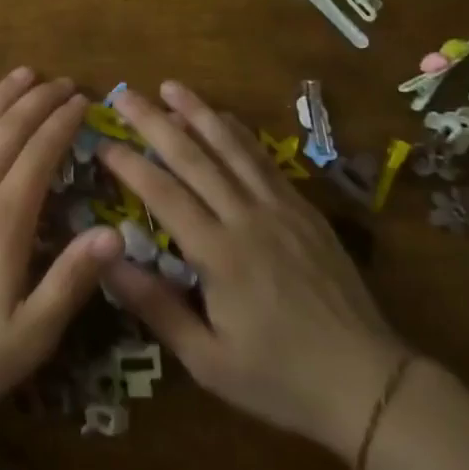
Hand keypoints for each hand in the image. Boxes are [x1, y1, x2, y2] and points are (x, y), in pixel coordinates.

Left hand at [0, 68, 125, 423]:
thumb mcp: (32, 333)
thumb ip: (72, 279)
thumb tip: (115, 233)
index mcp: (4, 221)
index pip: (39, 154)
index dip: (61, 123)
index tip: (81, 100)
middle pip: (6, 131)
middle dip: (36, 100)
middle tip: (61, 81)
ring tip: (21, 74)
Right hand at [98, 82, 412, 457]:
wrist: (367, 383)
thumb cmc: (279, 378)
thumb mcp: (208, 361)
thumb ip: (156, 307)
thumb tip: (107, 260)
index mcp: (218, 254)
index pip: (163, 192)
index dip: (128, 163)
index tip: (101, 142)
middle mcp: (246, 217)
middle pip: (193, 157)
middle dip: (153, 121)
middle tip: (123, 95)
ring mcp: (279, 208)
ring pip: (231, 147)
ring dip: (197, 112)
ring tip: (170, 86)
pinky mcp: (303, 209)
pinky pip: (264, 159)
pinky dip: (239, 133)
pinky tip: (224, 118)